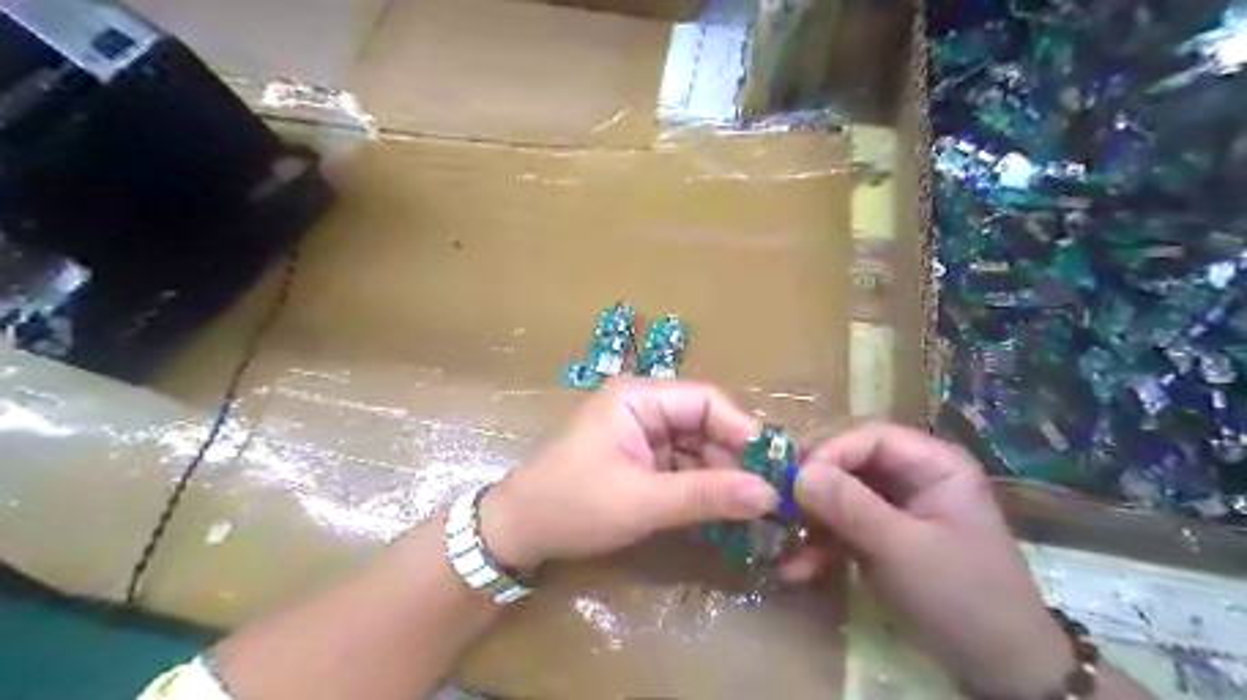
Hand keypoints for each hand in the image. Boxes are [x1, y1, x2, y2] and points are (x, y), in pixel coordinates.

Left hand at [478, 380, 775, 571]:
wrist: (517, 531)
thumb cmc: (572, 505)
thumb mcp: (642, 502)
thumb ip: (706, 495)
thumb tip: (769, 494)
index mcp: (638, 396)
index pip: (706, 401)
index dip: (743, 430)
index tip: (775, 468)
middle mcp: (644, 406)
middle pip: (705, 424)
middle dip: (735, 459)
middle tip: (770, 497)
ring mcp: (642, 434)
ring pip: (698, 448)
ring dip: (723, 477)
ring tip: (755, 510)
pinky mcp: (641, 460)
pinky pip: (683, 467)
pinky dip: (703, 488)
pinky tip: (725, 512)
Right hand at [787, 420, 1070, 699]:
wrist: (1001, 670)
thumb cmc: (964, 597)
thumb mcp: (904, 549)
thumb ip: (850, 506)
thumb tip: (797, 473)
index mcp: (933, 463)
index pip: (869, 437)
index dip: (829, 452)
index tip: (793, 479)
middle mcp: (912, 476)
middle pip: (849, 463)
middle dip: (813, 487)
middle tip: (775, 505)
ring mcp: (895, 507)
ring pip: (839, 495)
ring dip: (809, 521)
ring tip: (781, 544)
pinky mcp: (882, 536)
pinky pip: (842, 526)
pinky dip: (820, 545)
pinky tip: (797, 568)